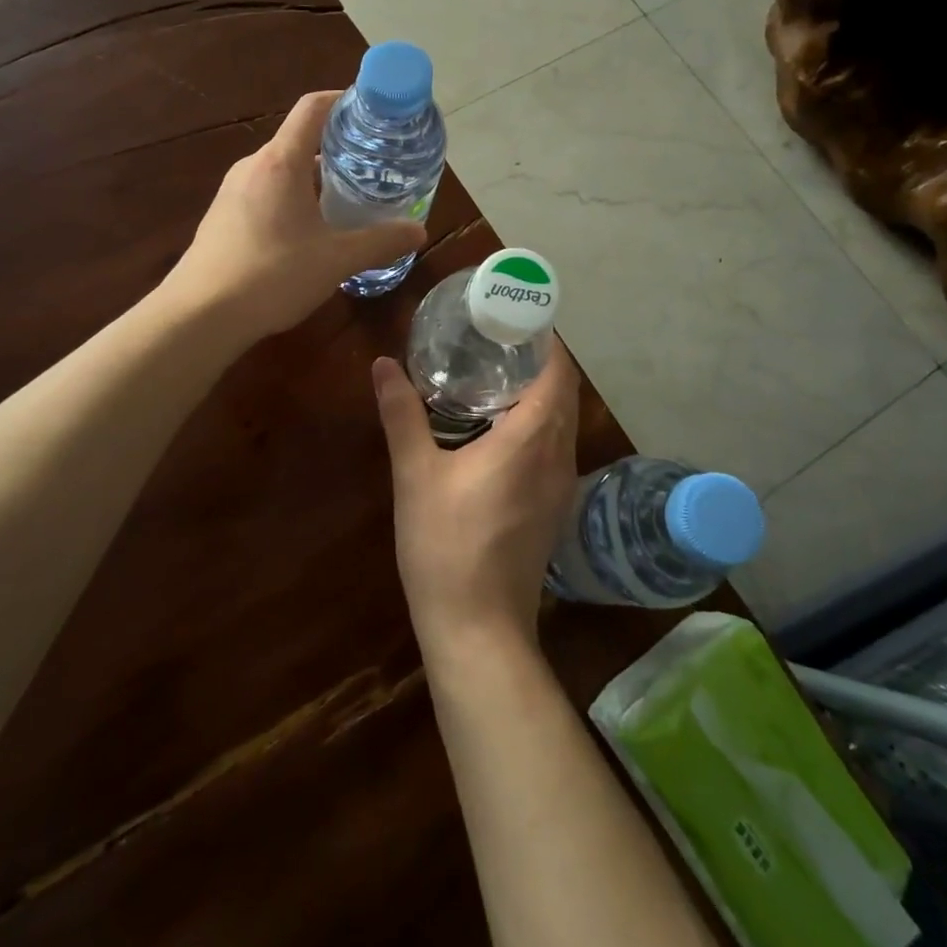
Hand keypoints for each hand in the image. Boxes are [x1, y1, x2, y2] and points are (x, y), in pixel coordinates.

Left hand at [164, 91, 425, 343]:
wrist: (200, 315)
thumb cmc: (272, 275)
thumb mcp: (337, 260)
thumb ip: (380, 242)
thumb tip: (418, 232)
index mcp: (280, 162)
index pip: (312, 108)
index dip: (344, 100)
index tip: (372, 111)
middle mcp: (253, 166)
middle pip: (300, 141)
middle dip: (338, 149)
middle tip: (373, 167)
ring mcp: (232, 191)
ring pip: (283, 171)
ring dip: (315, 179)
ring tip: (348, 200)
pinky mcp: (223, 216)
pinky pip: (266, 193)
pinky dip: (293, 199)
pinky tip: (309, 232)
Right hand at [372, 339, 580, 658]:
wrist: (478, 628)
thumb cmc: (445, 545)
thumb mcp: (415, 474)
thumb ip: (402, 413)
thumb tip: (382, 364)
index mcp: (531, 439)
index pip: (557, 373)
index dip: (546, 341)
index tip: (517, 318)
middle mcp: (558, 456)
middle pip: (564, 394)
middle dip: (540, 362)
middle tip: (498, 340)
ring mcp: (562, 486)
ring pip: (564, 423)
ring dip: (542, 394)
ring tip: (498, 375)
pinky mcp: (555, 508)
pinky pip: (557, 448)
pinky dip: (541, 423)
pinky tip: (503, 428)